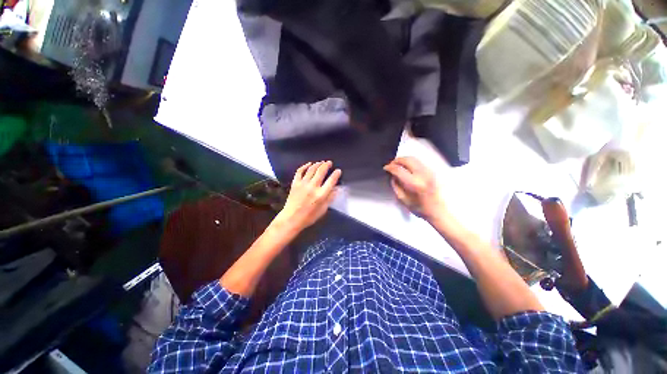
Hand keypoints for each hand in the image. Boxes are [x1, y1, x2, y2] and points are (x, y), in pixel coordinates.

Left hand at [274, 161, 341, 232]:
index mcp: (321, 194)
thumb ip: (330, 198)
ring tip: (321, 162)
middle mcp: (313, 187)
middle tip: (329, 162)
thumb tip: (337, 189)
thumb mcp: (323, 210)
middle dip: (326, 165)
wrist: (291, 218)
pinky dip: (304, 166)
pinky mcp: (295, 183)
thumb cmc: (309, 216)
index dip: (336, 174)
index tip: (338, 171)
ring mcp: (303, 184)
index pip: (331, 181)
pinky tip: (309, 164)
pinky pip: (300, 171)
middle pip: (321, 171)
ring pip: (311, 169)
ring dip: (317, 164)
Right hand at [383, 157, 445, 219]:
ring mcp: (429, 171)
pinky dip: (410, 162)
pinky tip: (406, 167)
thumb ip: (396, 185)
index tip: (385, 168)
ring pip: (414, 158)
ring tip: (397, 165)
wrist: (438, 211)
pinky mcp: (432, 171)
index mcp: (414, 183)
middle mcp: (423, 174)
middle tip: (390, 165)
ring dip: (403, 160)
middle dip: (396, 160)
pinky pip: (419, 162)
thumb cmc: (419, 208)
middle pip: (407, 160)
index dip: (390, 167)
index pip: (399, 170)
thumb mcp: (403, 199)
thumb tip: (392, 175)